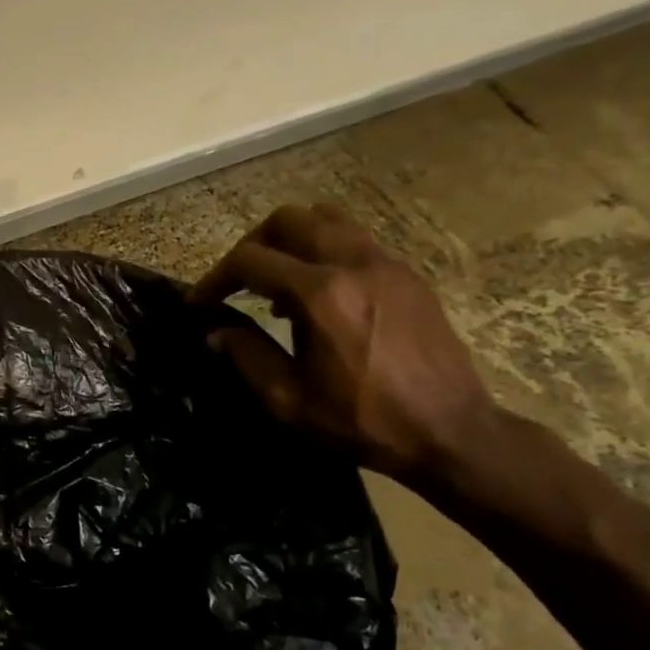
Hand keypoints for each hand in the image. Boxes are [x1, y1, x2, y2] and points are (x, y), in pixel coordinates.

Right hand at [190, 204, 496, 478]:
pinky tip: (320, 292)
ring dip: (291, 239)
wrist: (450, 431)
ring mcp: (386, 263)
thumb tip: (215, 332)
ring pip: (326, 219)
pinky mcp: (407, 274)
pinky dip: (325, 250)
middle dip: (252, 245)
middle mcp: (353, 263)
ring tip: (278, 279)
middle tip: (238, 280)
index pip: (250, 260)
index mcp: (320, 295)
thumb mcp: (290, 401)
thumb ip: (247, 357)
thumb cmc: (363, 421)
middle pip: (288, 220)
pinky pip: (356, 239)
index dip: (215, 278)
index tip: (199, 303)